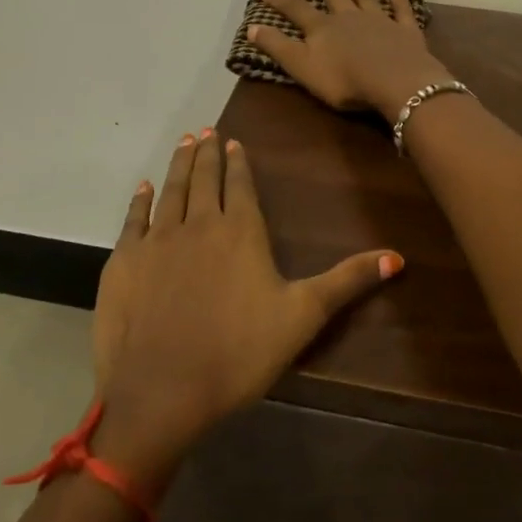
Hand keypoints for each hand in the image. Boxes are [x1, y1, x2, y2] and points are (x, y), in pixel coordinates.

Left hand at [91, 129, 401, 489]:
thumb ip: (346, 281)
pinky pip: (133, 219)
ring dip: (178, 164)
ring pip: (171, 190)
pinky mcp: (124, 261)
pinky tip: (143, 187)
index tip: (233, 141)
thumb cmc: (238, 354)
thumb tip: (397, 257)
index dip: (239, 162)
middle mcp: (198, 223)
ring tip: (183, 142)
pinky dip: (140, 200)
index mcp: (240, 232)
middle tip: (204, 130)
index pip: (241, 185)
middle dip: (206, 153)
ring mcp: (157, 240)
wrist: (161, 392)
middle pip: (204, 178)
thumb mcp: (303, 317)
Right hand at [250, 0, 453, 116]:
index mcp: (322, 27)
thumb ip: (277, 47)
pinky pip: (402, 12)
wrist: (395, 80)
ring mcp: (380, 21)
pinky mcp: (405, 31)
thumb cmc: (344, 80)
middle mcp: (349, 17)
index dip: (280, 1)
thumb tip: (252, 26)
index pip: (296, 9)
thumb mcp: (302, 66)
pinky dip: (399, 1)